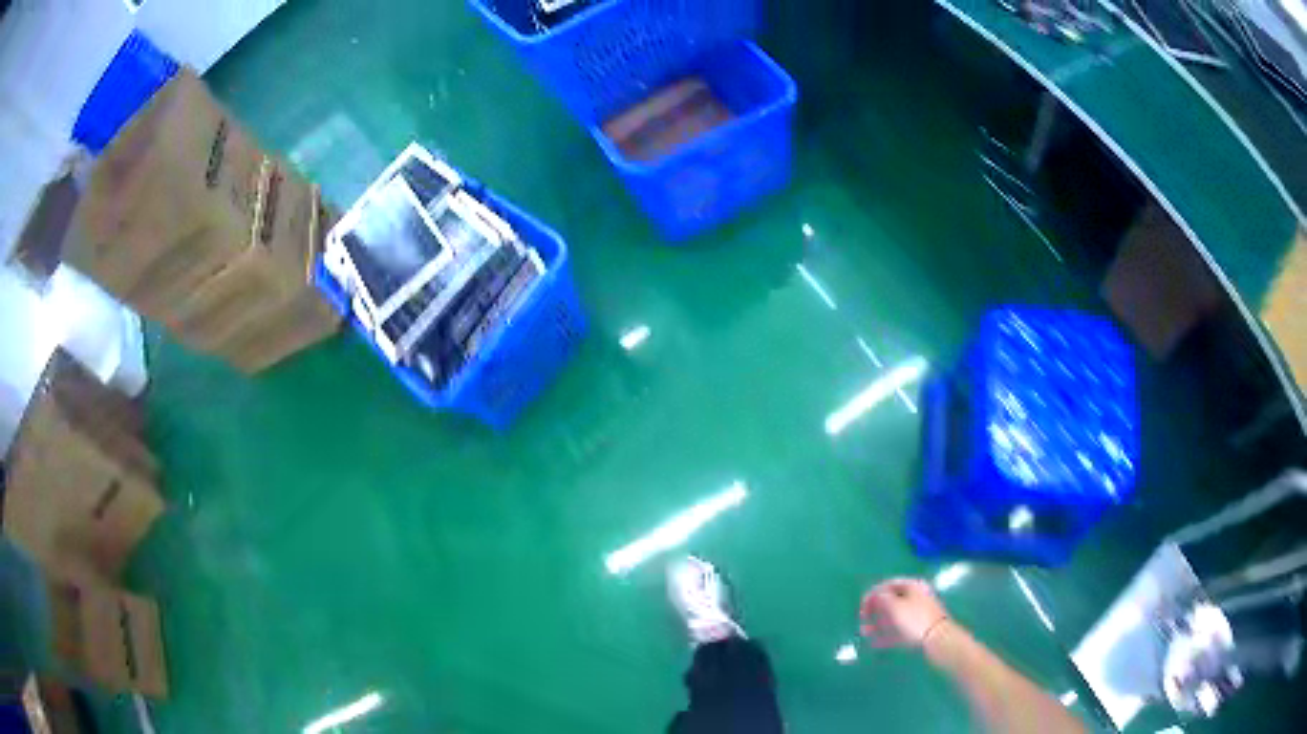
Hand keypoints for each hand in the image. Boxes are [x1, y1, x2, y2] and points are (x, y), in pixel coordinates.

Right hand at [860, 577, 950, 648]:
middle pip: (890, 601)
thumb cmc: (915, 618)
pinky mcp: (917, 629)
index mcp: (912, 585)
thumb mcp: (895, 606)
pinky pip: (898, 629)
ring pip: (893, 617)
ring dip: (878, 624)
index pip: (888, 584)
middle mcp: (916, 596)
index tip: (862, 606)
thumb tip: (876, 595)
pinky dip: (886, 634)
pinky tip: (875, 642)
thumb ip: (881, 598)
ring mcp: (917, 613)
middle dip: (874, 611)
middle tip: (862, 620)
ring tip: (865, 633)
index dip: (872, 594)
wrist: (936, 639)